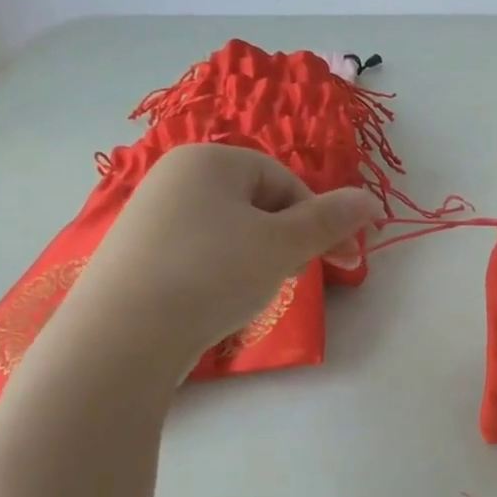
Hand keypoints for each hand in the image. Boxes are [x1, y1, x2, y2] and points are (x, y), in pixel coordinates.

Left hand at [52, 143, 381, 384]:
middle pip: (259, 204)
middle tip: (296, 277)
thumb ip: (331, 220)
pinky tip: (221, 302)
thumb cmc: (212, 274)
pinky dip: (224, 274)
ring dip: (260, 260)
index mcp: (210, 160)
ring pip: (233, 232)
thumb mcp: (284, 245)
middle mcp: (176, 178)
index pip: (286, 181)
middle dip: (289, 241)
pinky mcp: (140, 255)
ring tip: (256, 293)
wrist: (124, 335)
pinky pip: (201, 253)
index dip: (319, 220)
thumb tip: (371, 199)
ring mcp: (153, 217)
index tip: (340, 259)